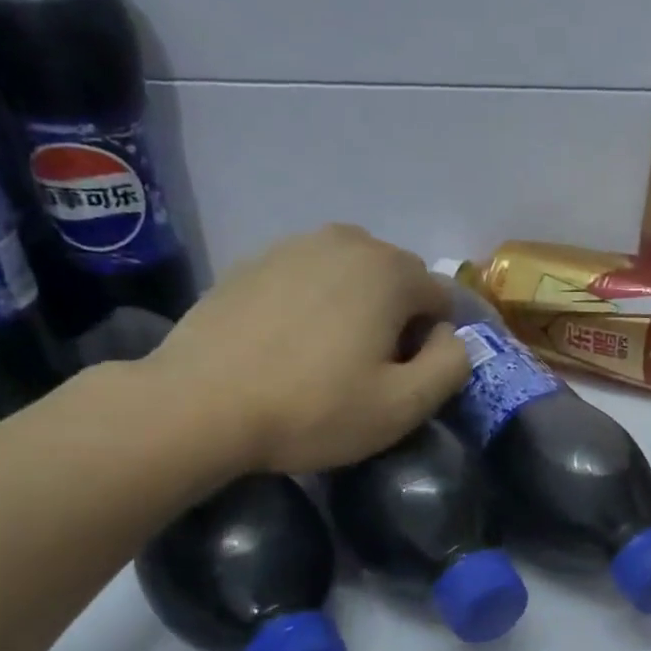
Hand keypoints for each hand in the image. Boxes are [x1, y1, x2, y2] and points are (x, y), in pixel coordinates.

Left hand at [143, 225, 470, 473]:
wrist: (197, 405)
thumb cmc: (314, 408)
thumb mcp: (404, 406)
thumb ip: (452, 365)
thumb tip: (449, 336)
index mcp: (390, 270)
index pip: (441, 299)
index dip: (433, 343)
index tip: (402, 379)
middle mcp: (347, 241)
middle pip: (397, 280)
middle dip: (397, 318)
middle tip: (367, 369)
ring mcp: (294, 245)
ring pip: (351, 275)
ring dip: (355, 307)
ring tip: (326, 355)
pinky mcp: (252, 262)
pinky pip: (307, 278)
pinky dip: (313, 303)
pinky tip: (287, 344)